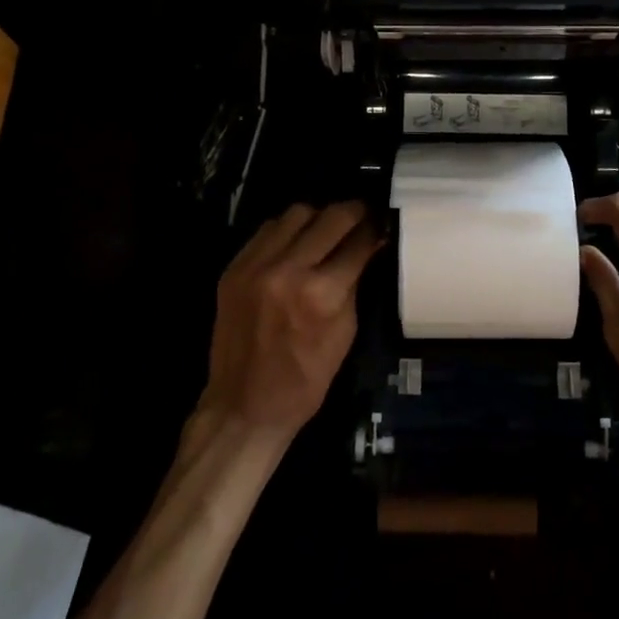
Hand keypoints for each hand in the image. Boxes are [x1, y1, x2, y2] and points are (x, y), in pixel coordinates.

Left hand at [199, 201, 381, 442]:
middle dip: (354, 213)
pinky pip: (268, 229)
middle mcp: (288, 270)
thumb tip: (370, 247)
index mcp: (321, 294)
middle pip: (331, 217)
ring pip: (297, 213)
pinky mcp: (235, 267)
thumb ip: (355, 283)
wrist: (244, 406)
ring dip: (318, 217)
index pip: (358, 242)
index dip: (376, 228)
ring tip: (327, 229)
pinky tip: (297, 243)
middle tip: (363, 215)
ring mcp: (256, 266)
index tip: (383, 221)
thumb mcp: (345, 333)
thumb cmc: (306, 380)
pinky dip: (288, 230)